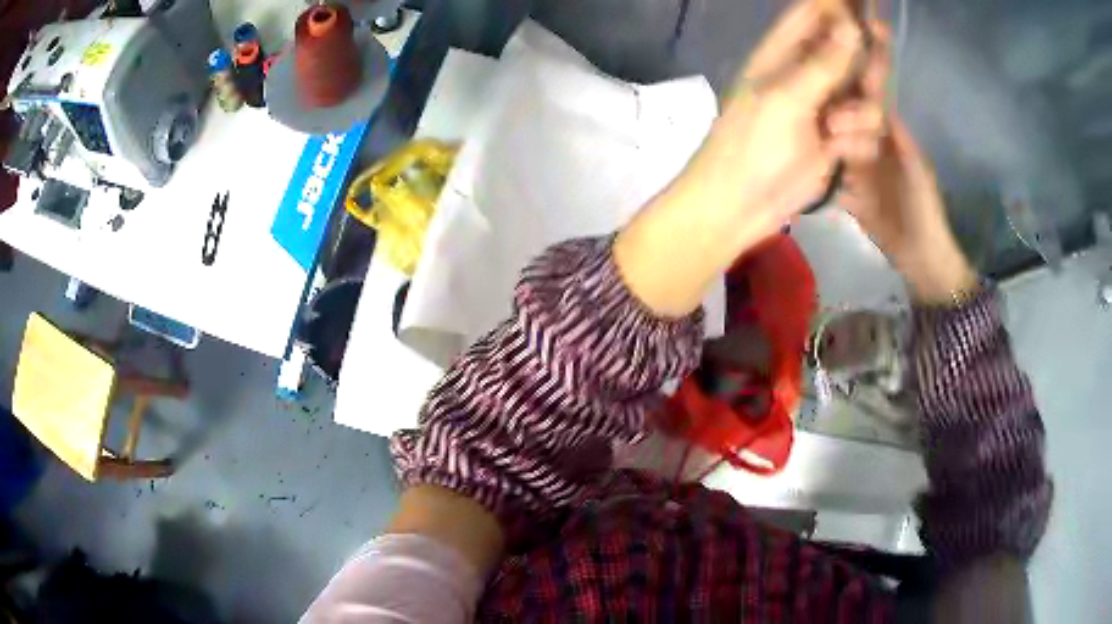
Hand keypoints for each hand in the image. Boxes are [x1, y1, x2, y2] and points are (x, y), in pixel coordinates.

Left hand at [617, 0, 869, 317]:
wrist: (740, 205)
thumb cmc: (752, 145)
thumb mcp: (787, 98)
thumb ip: (823, 63)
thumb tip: (850, 25)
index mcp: (782, 54)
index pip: (812, 15)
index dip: (838, 5)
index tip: (867, 3)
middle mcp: (806, 74)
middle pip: (847, 51)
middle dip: (866, 56)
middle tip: (883, 57)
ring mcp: (823, 108)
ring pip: (864, 92)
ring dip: (862, 111)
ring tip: (837, 131)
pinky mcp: (835, 141)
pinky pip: (865, 128)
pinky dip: (860, 138)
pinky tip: (840, 152)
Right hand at [831, 25, 976, 303]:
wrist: (920, 255)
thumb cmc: (923, 207)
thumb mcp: (916, 167)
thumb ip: (898, 136)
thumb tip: (877, 100)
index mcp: (889, 138)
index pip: (868, 105)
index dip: (854, 89)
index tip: (836, 74)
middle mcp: (870, 148)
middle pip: (848, 123)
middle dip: (836, 116)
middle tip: (824, 116)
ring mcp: (858, 172)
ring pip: (837, 147)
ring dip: (825, 140)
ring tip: (808, 129)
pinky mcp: (849, 195)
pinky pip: (832, 177)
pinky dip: (820, 169)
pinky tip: (803, 160)